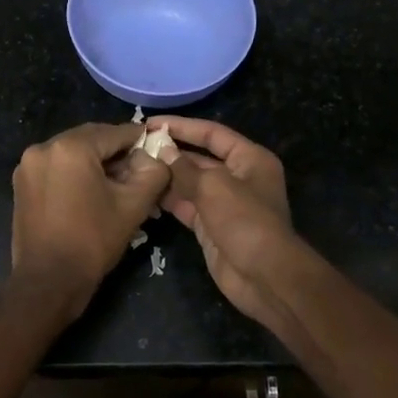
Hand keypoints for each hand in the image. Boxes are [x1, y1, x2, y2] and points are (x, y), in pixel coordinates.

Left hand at [10, 122, 171, 313]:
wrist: (49, 281)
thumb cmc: (93, 241)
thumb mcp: (134, 205)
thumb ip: (153, 172)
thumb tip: (154, 157)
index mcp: (70, 147)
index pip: (114, 133)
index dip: (139, 140)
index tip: (156, 148)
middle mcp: (44, 148)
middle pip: (91, 139)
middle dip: (116, 152)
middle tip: (139, 170)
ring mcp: (28, 165)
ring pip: (72, 153)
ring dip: (95, 163)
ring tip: (117, 185)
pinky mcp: (22, 183)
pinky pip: (56, 168)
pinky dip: (75, 173)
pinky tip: (91, 193)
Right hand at [149, 118, 307, 330]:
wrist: (263, 275)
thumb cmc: (244, 220)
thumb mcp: (213, 186)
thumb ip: (185, 168)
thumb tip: (163, 151)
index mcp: (250, 159)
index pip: (212, 134)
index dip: (183, 127)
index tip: (152, 123)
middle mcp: (239, 177)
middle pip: (200, 158)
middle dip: (172, 153)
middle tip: (137, 147)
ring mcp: (225, 203)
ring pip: (191, 183)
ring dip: (167, 176)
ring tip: (135, 168)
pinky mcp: (212, 226)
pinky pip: (187, 206)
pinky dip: (169, 200)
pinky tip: (145, 193)